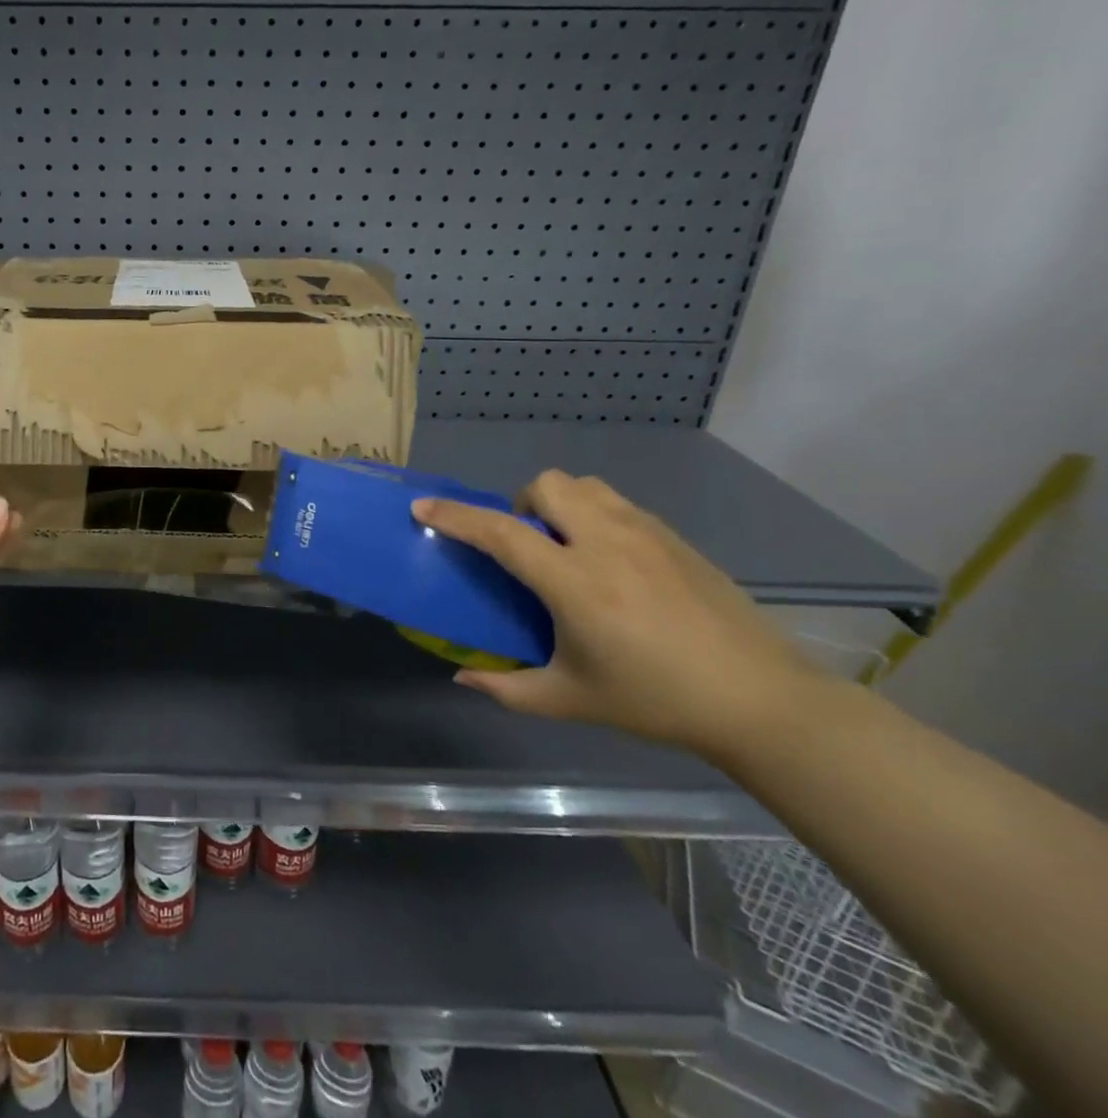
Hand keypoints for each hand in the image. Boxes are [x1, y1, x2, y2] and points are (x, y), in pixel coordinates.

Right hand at [412, 472, 826, 760]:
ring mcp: (646, 534)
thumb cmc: (657, 700)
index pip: (501, 533)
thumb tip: (462, 678)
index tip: (423, 508)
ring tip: (566, 546)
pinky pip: (617, 503)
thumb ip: (508, 688)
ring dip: (560, 503)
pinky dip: (595, 514)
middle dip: (522, 503)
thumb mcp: (572, 700)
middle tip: (528, 546)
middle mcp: (606, 544)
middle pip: (547, 485)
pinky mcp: (675, 537)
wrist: (761, 700)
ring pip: (584, 485)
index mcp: (575, 583)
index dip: (456, 517)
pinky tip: (609, 561)